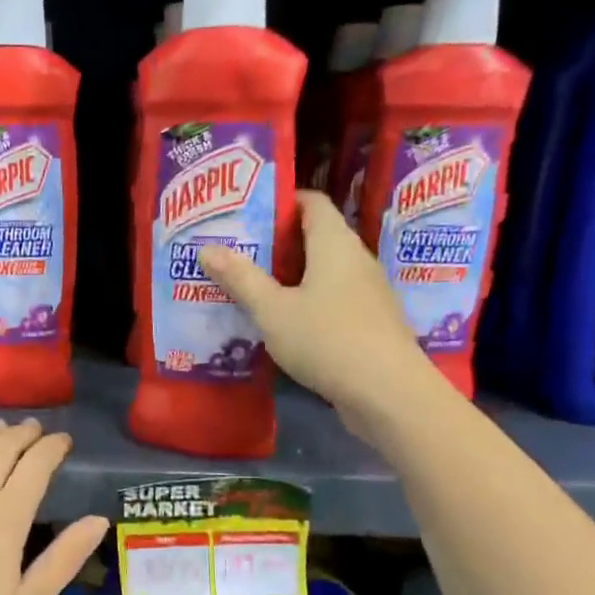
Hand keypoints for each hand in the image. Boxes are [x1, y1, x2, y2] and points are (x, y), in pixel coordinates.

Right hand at [198, 189, 446, 442]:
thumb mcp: (272, 310)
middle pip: (316, 236)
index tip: (247, 212)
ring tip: (252, 285)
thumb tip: (206, 248)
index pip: (312, 202)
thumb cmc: (326, 339)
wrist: (388, 393)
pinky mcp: (370, 322)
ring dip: (291, 275)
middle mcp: (356, 259)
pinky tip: (283, 321)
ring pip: (324, 270)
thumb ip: (240, 279)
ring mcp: (368, 292)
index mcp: (334, 243)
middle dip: (278, 241)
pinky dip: (307, 300)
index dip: (281, 201)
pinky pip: (333, 298)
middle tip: (238, 250)